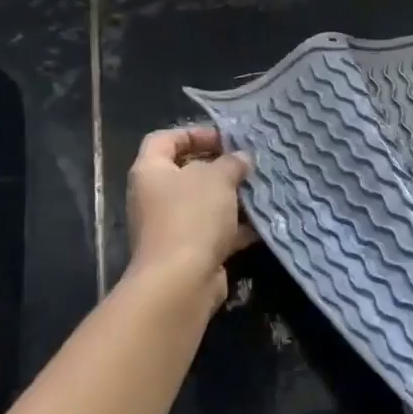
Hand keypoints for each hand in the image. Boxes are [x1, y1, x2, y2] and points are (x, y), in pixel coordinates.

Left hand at [126, 126, 252, 302]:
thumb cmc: (192, 216)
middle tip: (247, 165)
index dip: (193, 133)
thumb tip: (241, 158)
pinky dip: (235, 227)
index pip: (164, 139)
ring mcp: (170, 226)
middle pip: (186, 172)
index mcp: (150, 171)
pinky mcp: (188, 251)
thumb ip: (231, 163)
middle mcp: (154, 197)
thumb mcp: (217, 178)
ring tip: (259, 191)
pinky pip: (214, 231)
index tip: (225, 139)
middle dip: (219, 168)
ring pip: (204, 204)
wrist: (180, 280)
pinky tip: (261, 223)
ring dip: (231, 198)